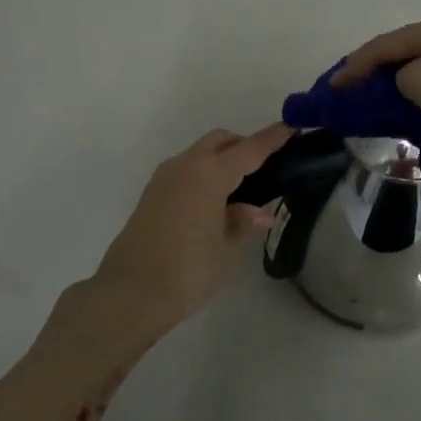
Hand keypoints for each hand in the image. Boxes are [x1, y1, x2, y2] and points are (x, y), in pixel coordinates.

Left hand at [90, 124, 291, 332]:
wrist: (129, 295)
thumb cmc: (187, 270)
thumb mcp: (226, 248)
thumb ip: (242, 221)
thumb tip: (258, 212)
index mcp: (210, 174)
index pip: (249, 149)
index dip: (272, 138)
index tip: (291, 126)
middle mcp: (186, 166)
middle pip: (221, 141)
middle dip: (244, 145)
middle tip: (266, 167)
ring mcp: (164, 179)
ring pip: (200, 154)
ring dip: (221, 159)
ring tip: (241, 188)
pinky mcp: (151, 195)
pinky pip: (185, 171)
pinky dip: (204, 174)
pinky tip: (214, 201)